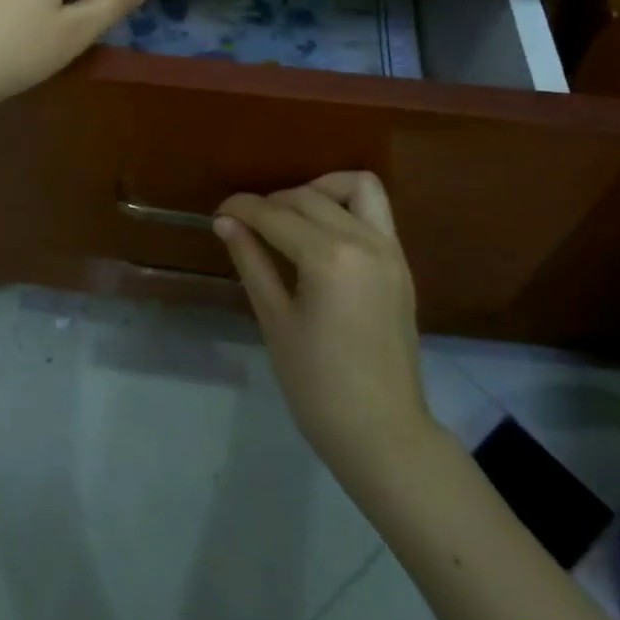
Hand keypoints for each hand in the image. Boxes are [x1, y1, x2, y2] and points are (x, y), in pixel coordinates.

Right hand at [215, 173, 439, 484]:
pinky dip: (345, 206)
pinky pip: (376, 212)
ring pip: (356, 187)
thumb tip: (225, 222)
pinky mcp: (401, 264)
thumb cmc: (317, 384)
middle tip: (244, 224)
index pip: (276, 215)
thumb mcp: (275, 321)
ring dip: (319, 190)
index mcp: (330, 258)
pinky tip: (319, 233)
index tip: (218, 212)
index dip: (242, 209)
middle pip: (309, 197)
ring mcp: (390, 251)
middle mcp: (365, 241)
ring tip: (290, 217)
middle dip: (271, 202)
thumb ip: (252, 262)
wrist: (382, 432)